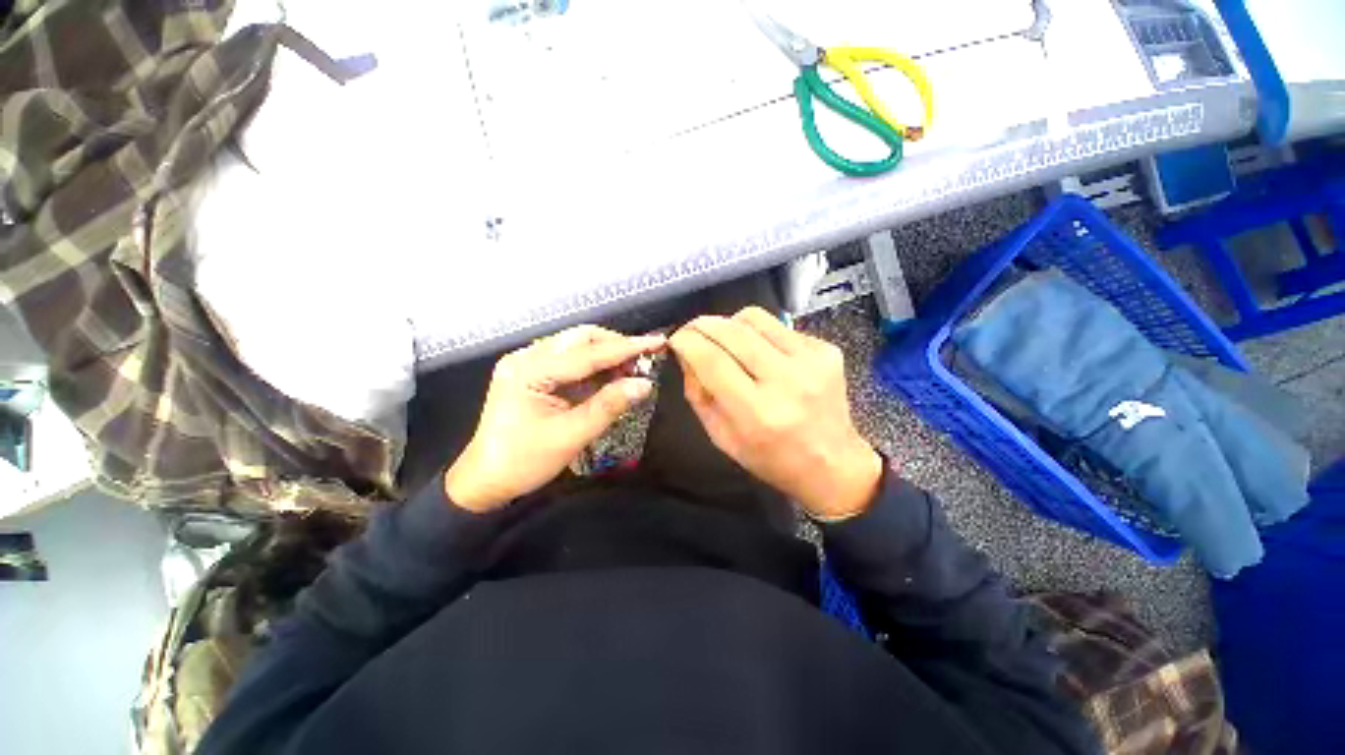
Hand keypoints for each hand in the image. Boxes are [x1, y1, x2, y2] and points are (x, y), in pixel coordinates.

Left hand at [444, 325, 664, 511]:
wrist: (484, 482)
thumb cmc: (524, 462)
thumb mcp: (571, 436)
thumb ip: (609, 406)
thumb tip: (645, 384)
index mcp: (529, 371)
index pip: (587, 353)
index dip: (626, 348)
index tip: (656, 342)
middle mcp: (526, 357)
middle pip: (580, 339)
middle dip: (616, 347)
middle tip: (644, 361)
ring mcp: (527, 363)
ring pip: (576, 346)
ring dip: (606, 355)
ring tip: (632, 370)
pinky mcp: (532, 373)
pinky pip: (570, 361)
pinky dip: (594, 367)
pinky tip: (611, 377)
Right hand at [668, 307, 882, 519]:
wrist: (832, 463)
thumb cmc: (771, 458)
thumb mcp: (721, 437)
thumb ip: (697, 394)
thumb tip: (685, 353)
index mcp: (756, 412)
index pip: (711, 360)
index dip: (686, 342)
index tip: (675, 338)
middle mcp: (786, 381)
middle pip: (732, 332)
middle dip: (702, 325)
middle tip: (691, 330)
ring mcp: (811, 361)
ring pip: (755, 318)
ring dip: (729, 323)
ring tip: (723, 338)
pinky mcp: (826, 351)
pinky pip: (779, 327)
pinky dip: (759, 334)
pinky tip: (759, 352)